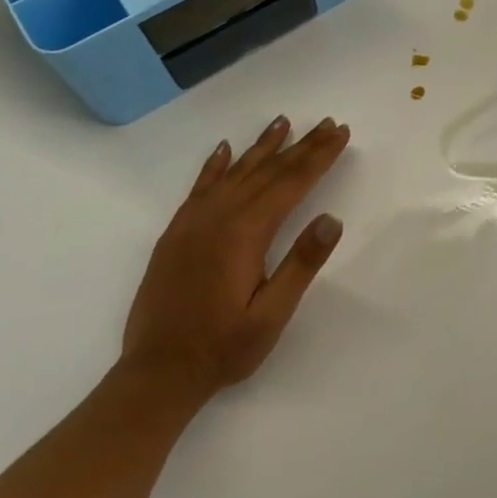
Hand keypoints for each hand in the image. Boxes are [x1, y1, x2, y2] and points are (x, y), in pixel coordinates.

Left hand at [122, 116, 351, 404]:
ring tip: (283, 122)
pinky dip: (215, 165)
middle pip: (267, 171)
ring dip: (262, 147)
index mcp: (245, 234)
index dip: (319, 156)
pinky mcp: (176, 234)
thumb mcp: (272, 314)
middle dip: (301, 145)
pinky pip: (199, 188)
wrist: (156, 375)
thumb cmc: (223, 347)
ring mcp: (192, 224)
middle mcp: (218, 218)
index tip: (340, 132)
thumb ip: (302, 264)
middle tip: (327, 123)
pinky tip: (224, 149)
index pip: (291, 183)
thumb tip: (332, 219)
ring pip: (235, 173)